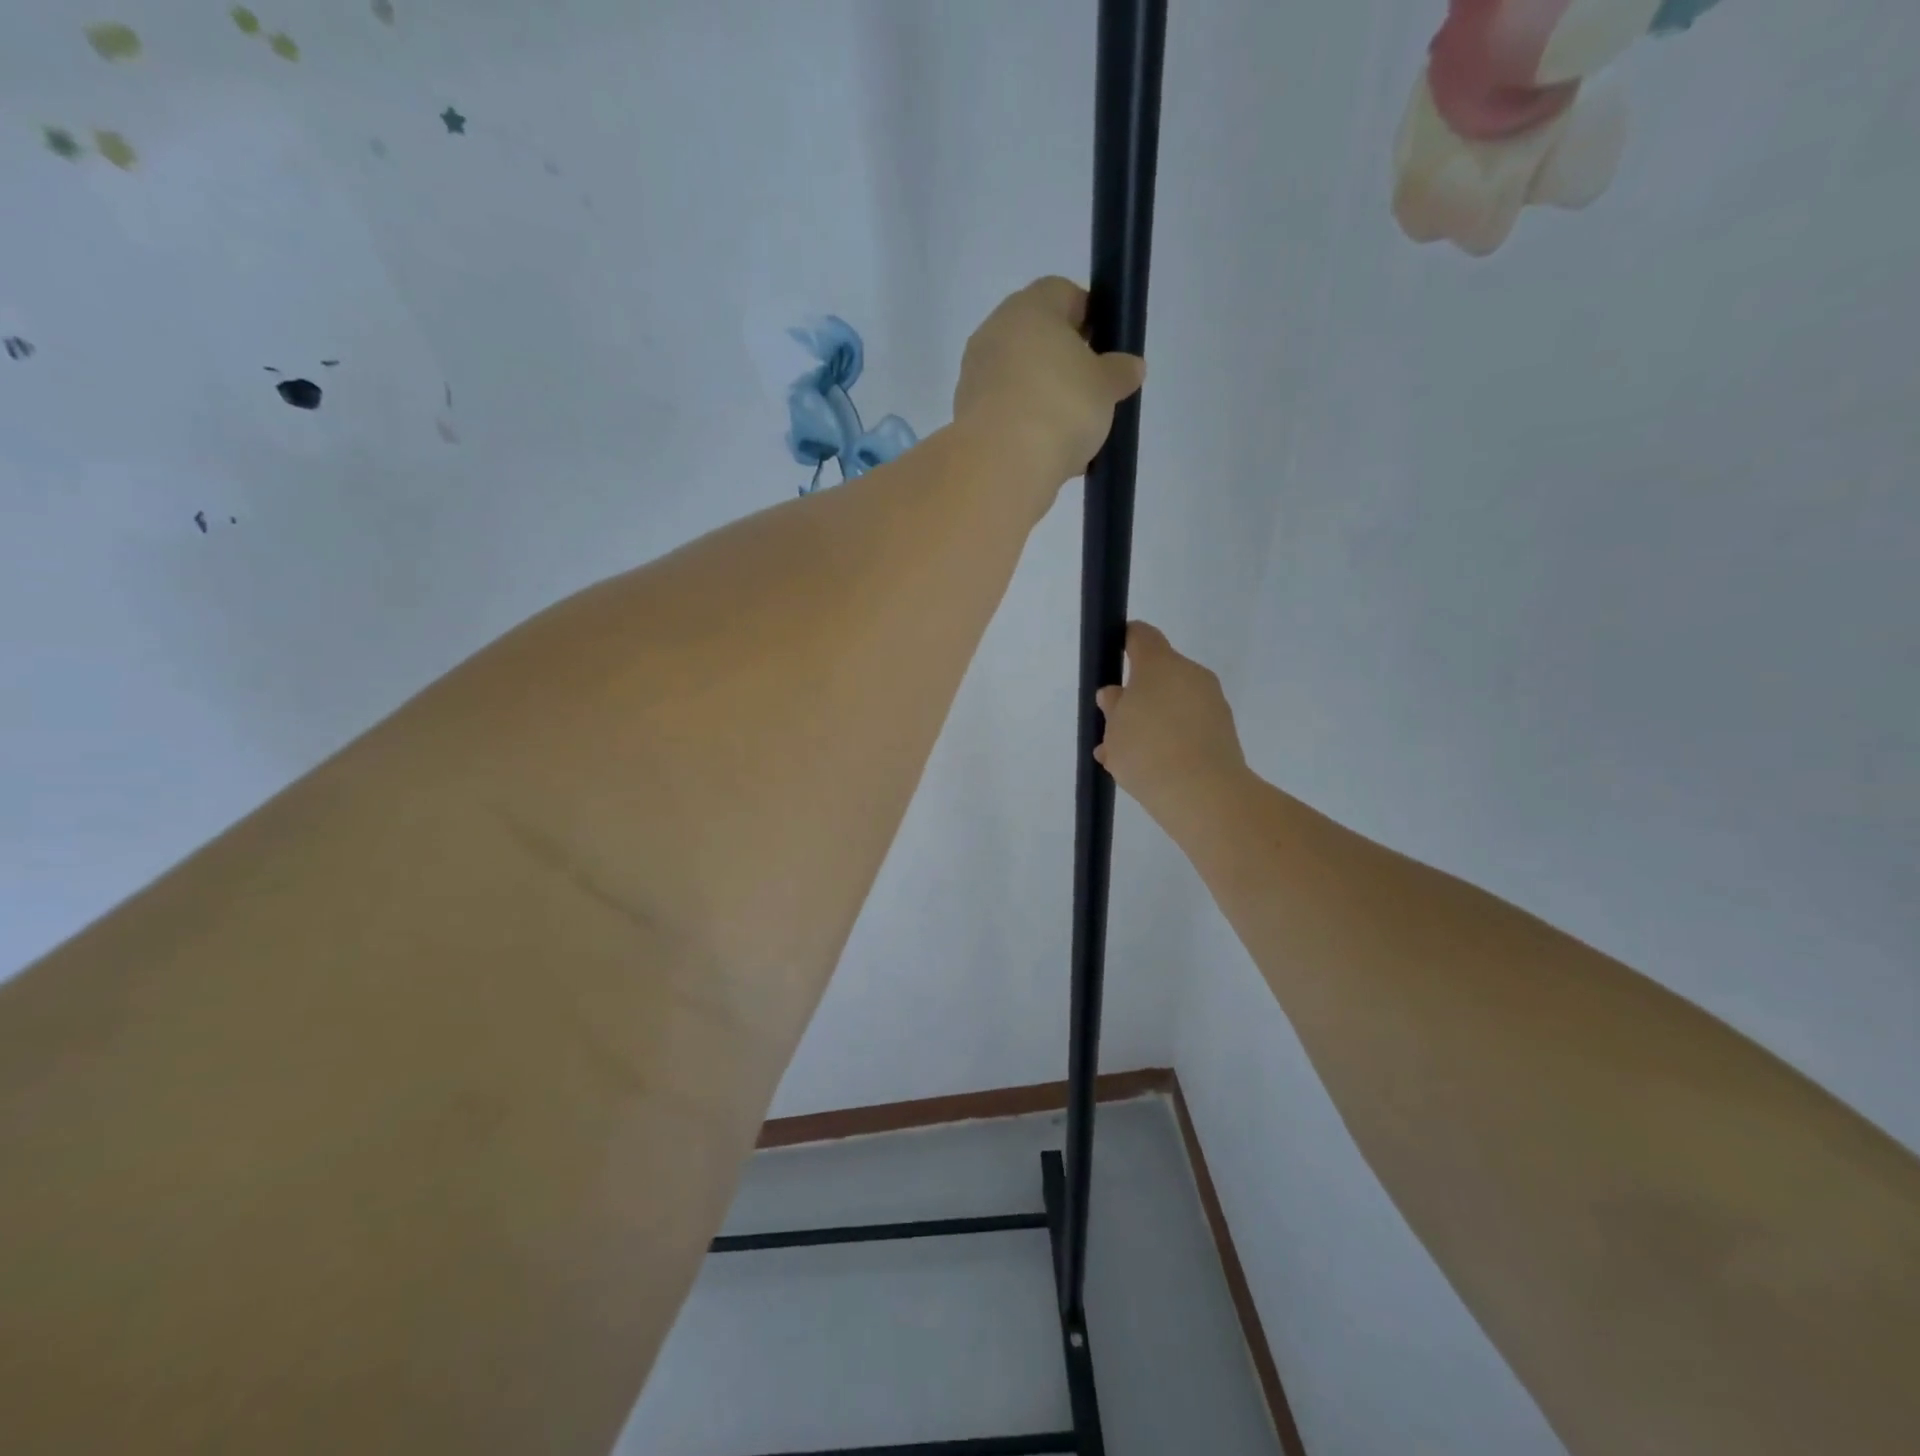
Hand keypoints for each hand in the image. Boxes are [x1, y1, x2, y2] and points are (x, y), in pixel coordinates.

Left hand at [953, 277, 1146, 495]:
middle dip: (1065, 364)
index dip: (1089, 317)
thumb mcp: (1106, 387)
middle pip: (1037, 339)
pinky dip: (1024, 427)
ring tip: (1071, 436)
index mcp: (1030, 308)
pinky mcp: (965, 415)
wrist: (1000, 464)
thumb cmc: (1060, 408)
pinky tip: (1046, 454)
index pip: (1063, 293)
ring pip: (1020, 379)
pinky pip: (1005, 412)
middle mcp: (994, 332)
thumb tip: (1129, 366)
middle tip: (1090, 395)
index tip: (1105, 349)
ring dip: (1044, 400)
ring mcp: (975, 375)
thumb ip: (1120, 372)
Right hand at [1094, 622, 1247, 832]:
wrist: (1202, 793)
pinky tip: (1149, 768)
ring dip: (1151, 721)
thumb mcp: (1114, 729)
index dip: (1124, 640)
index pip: (1141, 636)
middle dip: (1137, 695)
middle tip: (1115, 724)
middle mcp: (1191, 675)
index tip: (1112, 654)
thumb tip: (1116, 695)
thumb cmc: (1147, 750)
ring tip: (1126, 756)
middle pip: (1159, 674)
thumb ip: (1113, 707)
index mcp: (1160, 665)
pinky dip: (1169, 739)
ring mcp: (1212, 703)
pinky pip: (1188, 726)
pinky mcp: (1224, 731)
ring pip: (1172, 703)